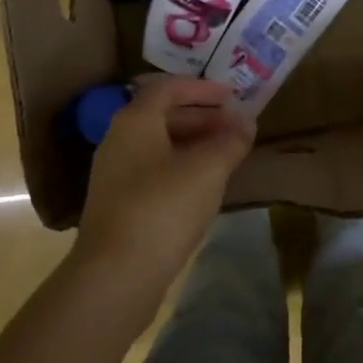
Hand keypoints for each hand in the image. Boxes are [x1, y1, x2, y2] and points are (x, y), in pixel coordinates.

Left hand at [73, 77, 255, 314]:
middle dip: (202, 117)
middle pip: (163, 116)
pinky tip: (204, 186)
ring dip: (193, 144)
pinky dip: (182, 167)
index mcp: (135, 122)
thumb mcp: (207, 170)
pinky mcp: (119, 204)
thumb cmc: (163, 208)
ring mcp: (116, 174)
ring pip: (160, 145)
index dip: (202, 88)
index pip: (168, 88)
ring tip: (226, 154)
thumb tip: (246, 121)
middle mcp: (119, 140)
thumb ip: (230, 141)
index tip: (232, 96)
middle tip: (235, 126)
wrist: (116, 275)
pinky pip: (155, 171)